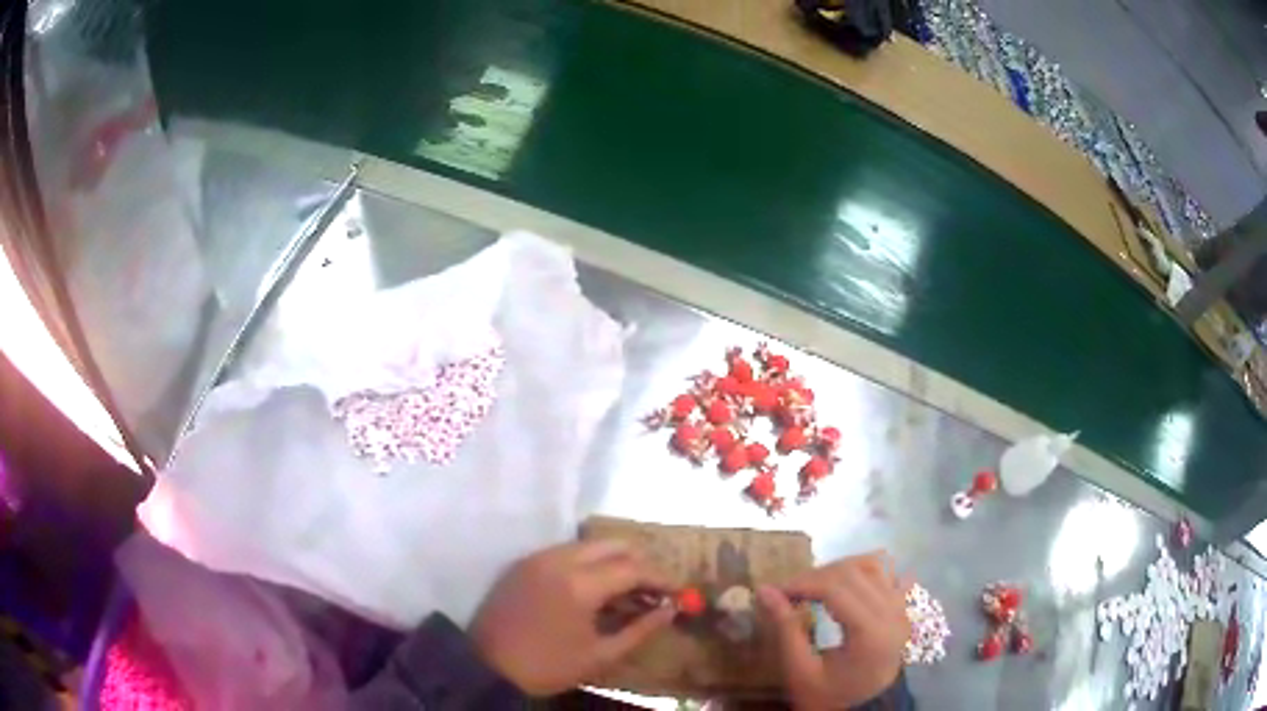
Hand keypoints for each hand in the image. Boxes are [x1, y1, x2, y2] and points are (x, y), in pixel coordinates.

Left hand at [470, 540, 674, 695]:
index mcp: (580, 584)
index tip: (678, 592)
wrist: (487, 666)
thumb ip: (641, 629)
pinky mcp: (523, 563)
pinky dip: (587, 563)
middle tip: (653, 589)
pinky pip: (565, 551)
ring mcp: (538, 557)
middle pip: (613, 544)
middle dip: (639, 563)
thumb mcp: (601, 655)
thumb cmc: (548, 666)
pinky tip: (593, 588)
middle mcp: (559, 559)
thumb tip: (670, 610)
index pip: (633, 568)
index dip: (661, 578)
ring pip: (588, 545)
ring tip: (626, 591)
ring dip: (613, 561)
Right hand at [757, 552, 909, 709]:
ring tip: (816, 586)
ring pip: (875, 564)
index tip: (774, 591)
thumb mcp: (800, 671)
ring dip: (841, 568)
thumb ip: (786, 629)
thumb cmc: (829, 696)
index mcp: (870, 632)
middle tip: (789, 592)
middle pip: (854, 571)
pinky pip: (890, 573)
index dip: (802, 582)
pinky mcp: (902, 609)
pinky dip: (866, 571)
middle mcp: (892, 612)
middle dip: (817, 575)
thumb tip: (764, 590)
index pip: (836, 587)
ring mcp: (901, 608)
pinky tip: (847, 585)